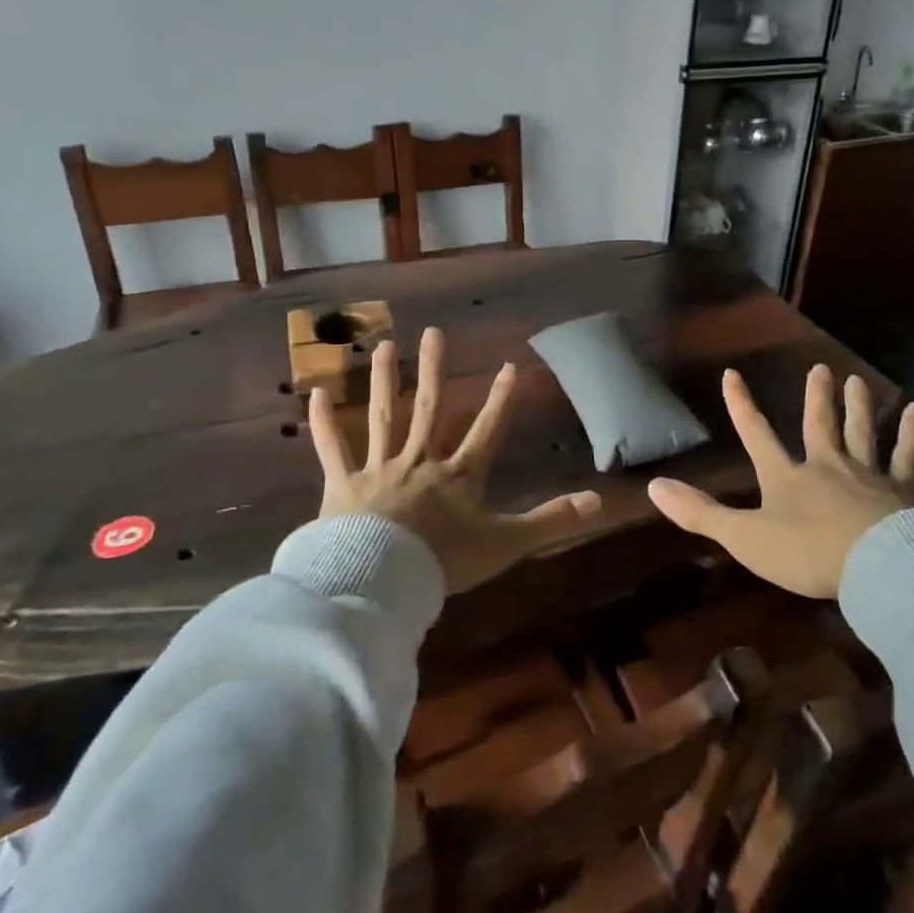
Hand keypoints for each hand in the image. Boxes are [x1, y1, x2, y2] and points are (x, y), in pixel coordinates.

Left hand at [309, 327, 600, 594]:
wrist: (382, 580)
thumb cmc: (445, 561)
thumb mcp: (506, 542)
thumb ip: (551, 520)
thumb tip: (598, 502)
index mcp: (457, 476)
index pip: (486, 430)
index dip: (501, 400)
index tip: (510, 365)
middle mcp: (419, 461)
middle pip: (430, 409)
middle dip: (435, 371)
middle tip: (434, 333)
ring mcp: (379, 469)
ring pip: (383, 417)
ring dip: (385, 381)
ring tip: (385, 346)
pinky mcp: (343, 485)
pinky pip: (332, 450)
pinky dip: (323, 423)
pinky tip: (315, 392)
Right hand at [647, 365, 913, 598]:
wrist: (876, 566)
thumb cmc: (805, 553)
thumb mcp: (744, 537)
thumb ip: (700, 513)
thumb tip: (654, 486)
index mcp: (786, 476)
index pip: (756, 434)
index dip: (742, 406)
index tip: (732, 374)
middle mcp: (825, 465)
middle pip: (817, 424)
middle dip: (816, 397)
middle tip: (820, 369)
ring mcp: (866, 474)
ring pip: (860, 432)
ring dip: (857, 406)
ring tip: (855, 380)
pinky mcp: (902, 489)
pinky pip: (906, 455)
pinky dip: (912, 433)